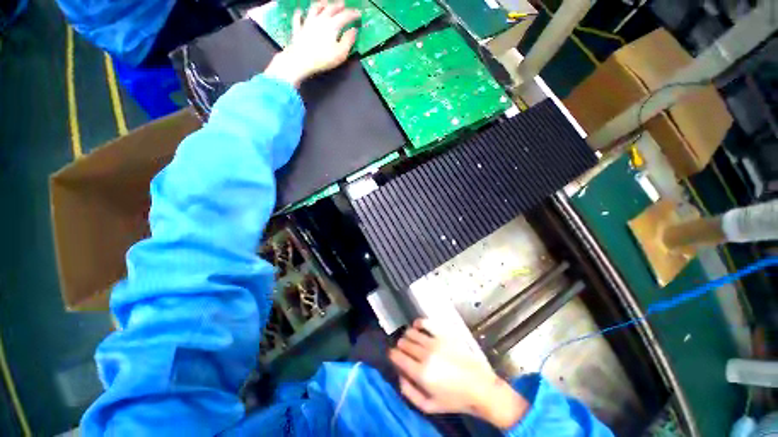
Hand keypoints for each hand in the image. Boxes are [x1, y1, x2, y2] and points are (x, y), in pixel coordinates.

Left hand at [264, 0, 360, 86]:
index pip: (345, 16)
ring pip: (314, 9)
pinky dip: (299, 14)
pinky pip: (298, 19)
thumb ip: (348, 41)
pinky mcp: (298, 29)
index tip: (358, 14)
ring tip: (324, 2)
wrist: (301, 60)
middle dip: (337, 6)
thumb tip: (353, 31)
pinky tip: (299, 12)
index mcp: (332, 25)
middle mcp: (320, 20)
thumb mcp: (341, 53)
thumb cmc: (323, 58)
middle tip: (343, 4)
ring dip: (320, 4)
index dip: (352, 14)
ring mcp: (307, 23)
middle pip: (330, 9)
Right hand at [389, 319, 529, 429]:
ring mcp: (435, 342)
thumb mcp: (429, 406)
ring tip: (410, 340)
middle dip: (400, 346)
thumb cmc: (454, 399)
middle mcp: (425, 354)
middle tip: (402, 350)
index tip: (392, 355)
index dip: (392, 355)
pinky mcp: (444, 334)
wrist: (479, 387)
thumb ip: (409, 392)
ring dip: (407, 336)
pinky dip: (418, 323)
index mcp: (421, 373)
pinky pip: (426, 323)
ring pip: (412, 332)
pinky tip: (417, 325)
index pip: (398, 357)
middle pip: (404, 343)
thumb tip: (399, 375)